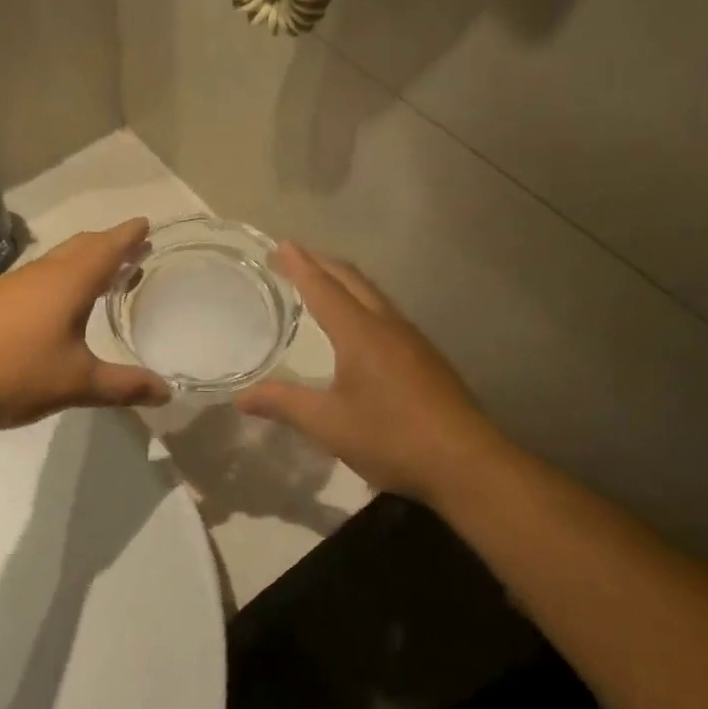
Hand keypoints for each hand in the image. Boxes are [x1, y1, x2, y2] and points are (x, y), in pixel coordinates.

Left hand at [0, 219, 170, 428]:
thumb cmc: (12, 373)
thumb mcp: (76, 384)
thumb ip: (123, 386)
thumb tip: (167, 392)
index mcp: (68, 283)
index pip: (107, 249)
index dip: (129, 236)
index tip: (146, 224)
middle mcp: (41, 274)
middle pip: (82, 247)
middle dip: (110, 245)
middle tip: (133, 250)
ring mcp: (12, 285)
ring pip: (57, 261)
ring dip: (84, 261)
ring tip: (103, 275)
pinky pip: (38, 278)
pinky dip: (61, 278)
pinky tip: (57, 304)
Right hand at [236, 244, 496, 500]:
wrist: (467, 463)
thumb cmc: (391, 437)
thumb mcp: (328, 424)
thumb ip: (283, 404)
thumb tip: (240, 397)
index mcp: (360, 332)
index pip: (323, 287)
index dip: (300, 265)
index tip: (281, 245)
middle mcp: (388, 325)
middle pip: (352, 280)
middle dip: (322, 264)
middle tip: (295, 258)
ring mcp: (413, 340)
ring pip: (374, 296)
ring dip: (345, 282)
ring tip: (323, 284)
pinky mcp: (427, 359)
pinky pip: (387, 315)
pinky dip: (363, 304)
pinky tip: (361, 328)